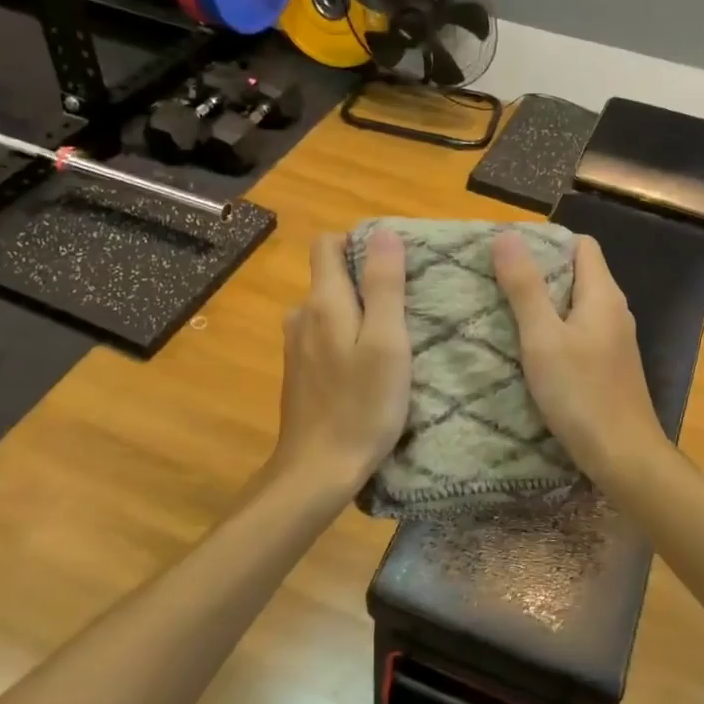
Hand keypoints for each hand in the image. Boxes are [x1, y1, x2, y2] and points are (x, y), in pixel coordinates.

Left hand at [272, 229, 410, 494]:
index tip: (393, 260)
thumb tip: (384, 232)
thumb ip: (384, 285)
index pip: (327, 243)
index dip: (358, 242)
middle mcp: (302, 315)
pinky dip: (348, 337)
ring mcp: (296, 345)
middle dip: (366, 278)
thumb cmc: (361, 406)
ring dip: (359, 312)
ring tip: (395, 333)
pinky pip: (326, 335)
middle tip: (407, 300)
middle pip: (331, 276)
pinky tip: (370, 364)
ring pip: (330, 308)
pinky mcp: (299, 372)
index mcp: (323, 302)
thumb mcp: (387, 342)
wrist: (317, 470)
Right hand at [492, 231, 666, 482]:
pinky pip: (580, 333)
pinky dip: (555, 332)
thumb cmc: (581, 393)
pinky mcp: (609, 366)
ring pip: (577, 306)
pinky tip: (530, 350)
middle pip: (578, 274)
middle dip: (539, 273)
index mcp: (603, 295)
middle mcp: (614, 311)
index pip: (581, 246)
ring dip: (544, 305)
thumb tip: (506, 234)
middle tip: (497, 281)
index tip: (510, 253)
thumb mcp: (543, 337)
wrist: (624, 455)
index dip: (548, 242)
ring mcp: (614, 341)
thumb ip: (525, 287)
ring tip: (504, 312)